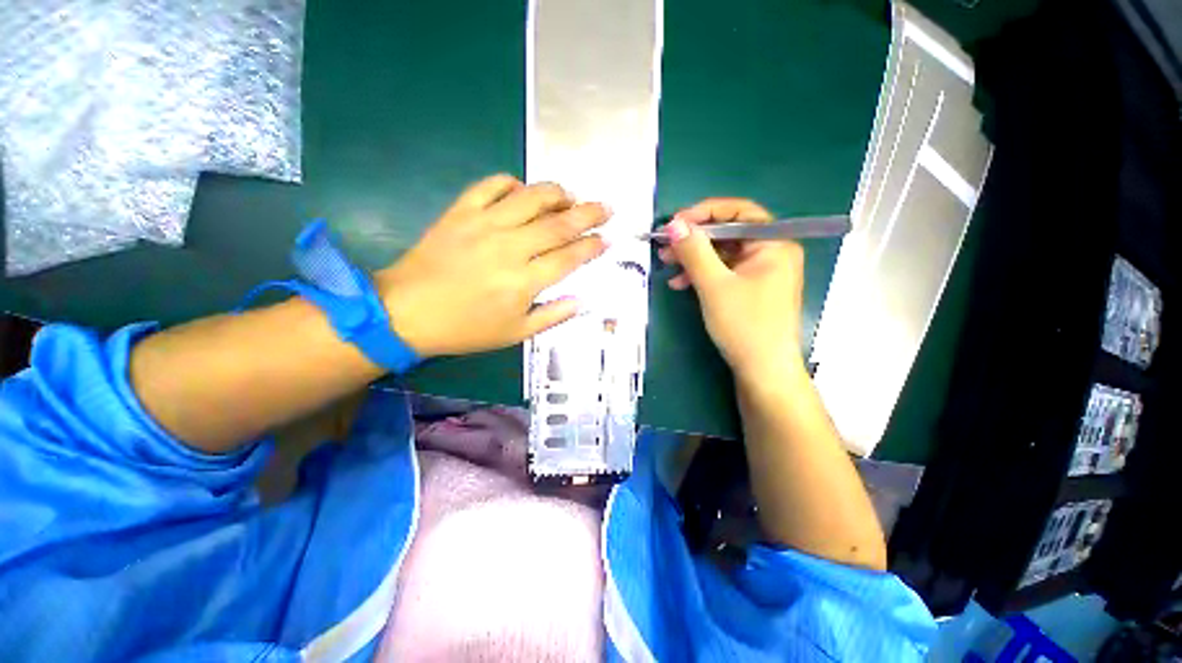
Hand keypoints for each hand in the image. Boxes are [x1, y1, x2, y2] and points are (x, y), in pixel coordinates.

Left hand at [375, 175, 607, 357]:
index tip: (606, 238)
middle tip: (605, 207)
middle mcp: (510, 248)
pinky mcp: (461, 212)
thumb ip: (552, 316)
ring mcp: (484, 225)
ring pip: (530, 198)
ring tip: (570, 195)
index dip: (592, 246)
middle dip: (588, 214)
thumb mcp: (515, 334)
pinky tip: (521, 191)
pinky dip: (511, 183)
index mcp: (524, 282)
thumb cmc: (466, 328)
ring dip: (556, 193)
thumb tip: (582, 300)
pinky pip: (491, 185)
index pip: (569, 257)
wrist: (407, 312)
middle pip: (558, 224)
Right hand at [658, 198, 803, 376]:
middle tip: (665, 246)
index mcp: (773, 243)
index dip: (704, 213)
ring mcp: (761, 272)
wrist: (763, 372)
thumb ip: (694, 252)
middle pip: (728, 233)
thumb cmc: (745, 325)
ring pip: (722, 254)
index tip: (675, 224)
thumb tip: (674, 224)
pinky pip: (723, 272)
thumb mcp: (714, 285)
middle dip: (694, 239)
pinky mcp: (750, 289)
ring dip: (693, 258)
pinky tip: (680, 283)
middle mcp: (771, 252)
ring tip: (667, 265)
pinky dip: (702, 274)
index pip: (739, 212)